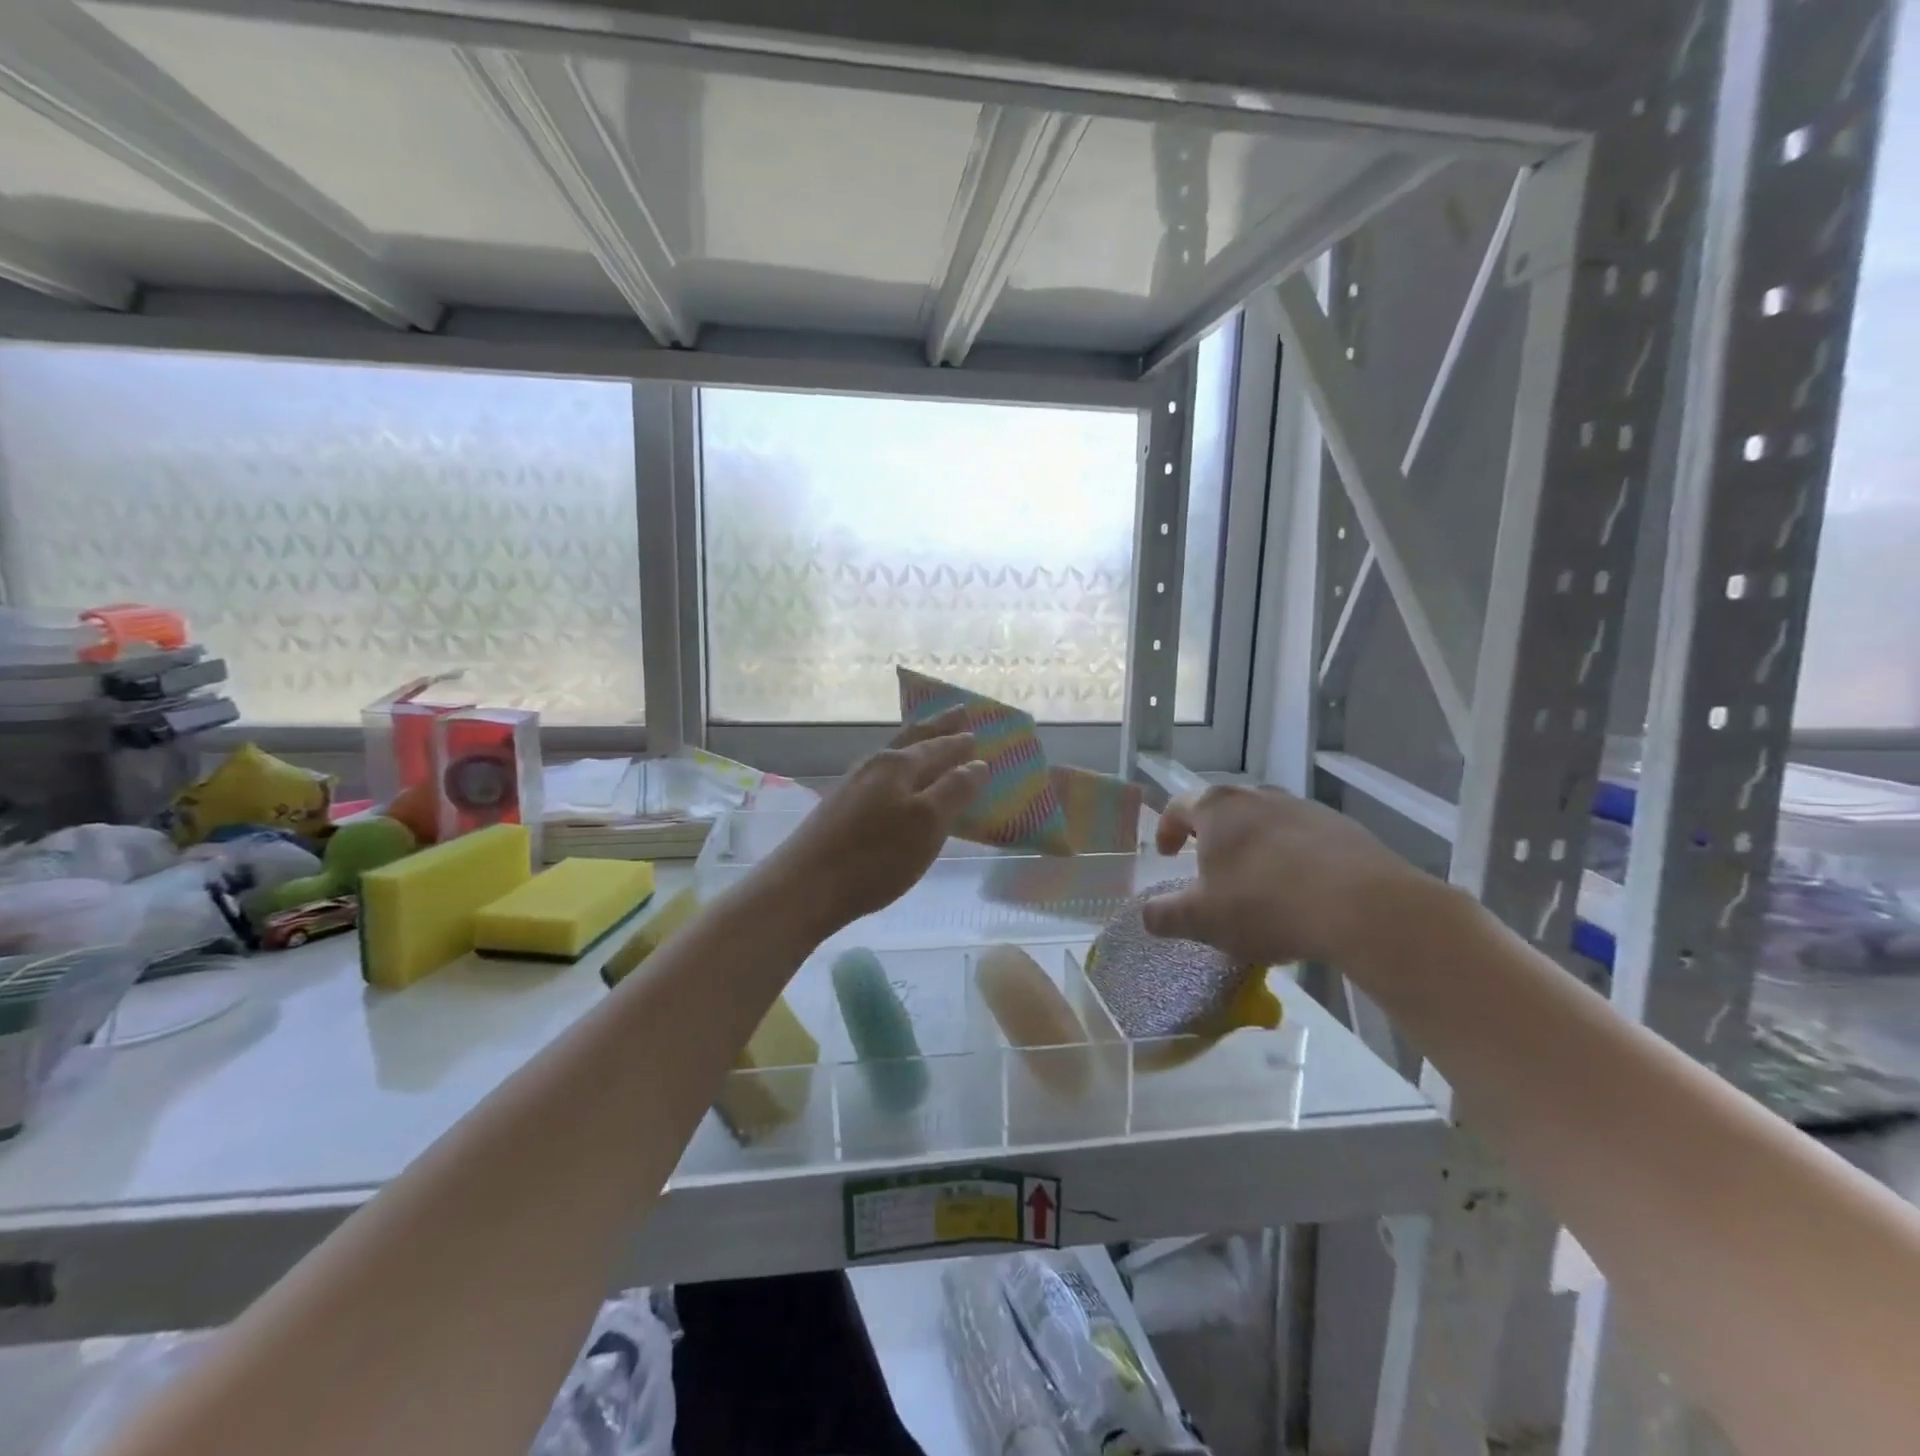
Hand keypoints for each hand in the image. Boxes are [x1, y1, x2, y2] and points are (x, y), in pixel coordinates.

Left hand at [763, 708, 987, 937]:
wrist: (804, 887)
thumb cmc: (875, 856)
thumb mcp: (927, 824)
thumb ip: (954, 790)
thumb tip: (977, 763)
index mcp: (898, 765)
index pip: (937, 745)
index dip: (958, 741)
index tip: (976, 730)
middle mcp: (874, 766)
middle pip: (911, 739)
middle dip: (936, 727)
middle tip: (957, 712)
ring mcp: (852, 785)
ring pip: (892, 756)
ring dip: (915, 747)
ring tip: (928, 742)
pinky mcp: (838, 808)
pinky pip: (879, 778)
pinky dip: (898, 772)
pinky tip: (895, 785)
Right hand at [1142, 784, 1431, 965]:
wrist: (1364, 907)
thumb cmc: (1265, 904)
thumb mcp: (1202, 920)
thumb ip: (1164, 915)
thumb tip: (1147, 915)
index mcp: (1217, 808)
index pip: (1179, 807)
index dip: (1167, 830)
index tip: (1169, 856)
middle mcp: (1258, 796)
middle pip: (1225, 812)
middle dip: (1214, 840)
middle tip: (1211, 873)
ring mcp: (1304, 808)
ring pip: (1267, 825)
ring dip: (1255, 850)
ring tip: (1260, 889)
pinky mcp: (1344, 828)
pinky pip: (1305, 841)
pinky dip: (1294, 861)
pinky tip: (1303, 896)